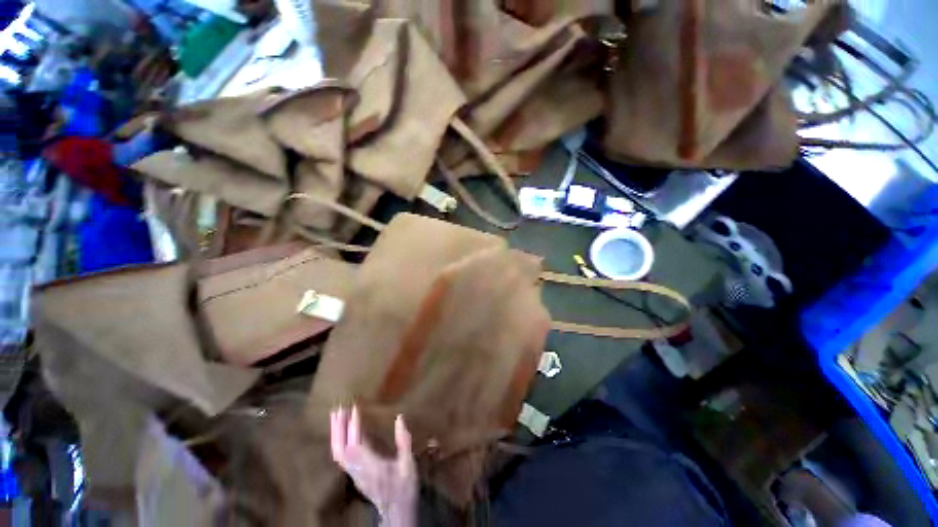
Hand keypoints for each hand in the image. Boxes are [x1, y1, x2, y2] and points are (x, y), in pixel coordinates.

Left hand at [330, 406, 417, 526]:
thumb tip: (400, 417)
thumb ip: (404, 441)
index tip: (354, 408)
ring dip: (335, 434)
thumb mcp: (408, 464)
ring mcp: (354, 474)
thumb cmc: (404, 486)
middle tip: (338, 409)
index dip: (353, 426)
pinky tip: (342, 432)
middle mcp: (358, 470)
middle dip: (338, 429)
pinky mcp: (354, 475)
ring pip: (338, 454)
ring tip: (336, 417)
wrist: (396, 511)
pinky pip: (341, 457)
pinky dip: (338, 442)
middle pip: (340, 449)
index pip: (356, 444)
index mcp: (371, 466)